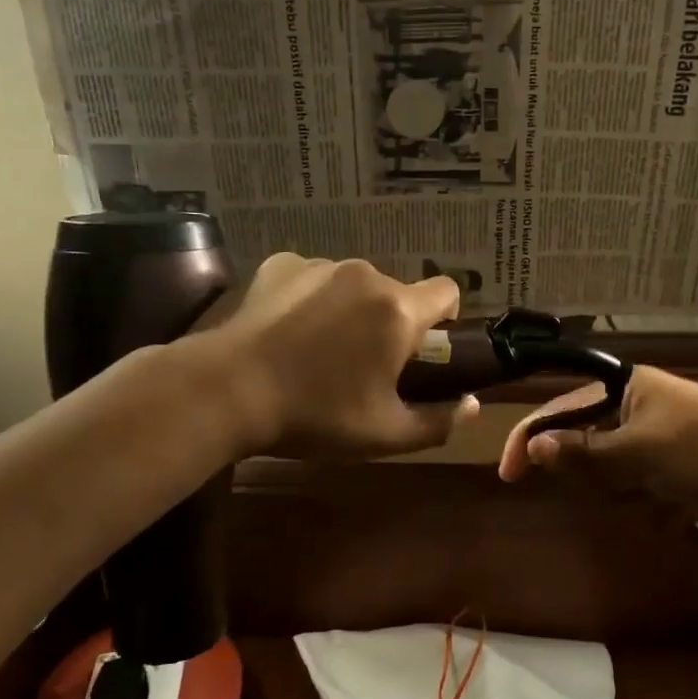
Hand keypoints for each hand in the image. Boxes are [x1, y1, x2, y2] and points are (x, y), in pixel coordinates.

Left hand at [216, 254, 476, 457]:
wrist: (227, 391)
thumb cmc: (315, 415)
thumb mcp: (384, 434)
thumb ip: (438, 421)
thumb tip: (471, 406)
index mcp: (397, 310)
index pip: (447, 290)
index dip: (445, 318)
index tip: (425, 349)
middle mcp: (365, 275)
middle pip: (396, 292)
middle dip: (391, 322)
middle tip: (365, 364)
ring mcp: (320, 265)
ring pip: (354, 285)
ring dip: (351, 310)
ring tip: (319, 350)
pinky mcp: (281, 264)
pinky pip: (314, 278)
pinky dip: (312, 300)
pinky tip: (288, 332)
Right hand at [497, 365, 697, 503]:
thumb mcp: (641, 451)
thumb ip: (584, 451)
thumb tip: (531, 447)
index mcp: (624, 385)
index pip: (560, 407)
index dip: (531, 437)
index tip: (509, 474)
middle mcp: (634, 405)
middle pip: (583, 441)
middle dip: (596, 472)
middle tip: (622, 487)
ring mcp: (654, 436)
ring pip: (608, 468)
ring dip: (624, 490)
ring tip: (658, 498)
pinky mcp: (672, 465)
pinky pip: (636, 485)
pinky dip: (647, 502)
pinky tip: (675, 509)